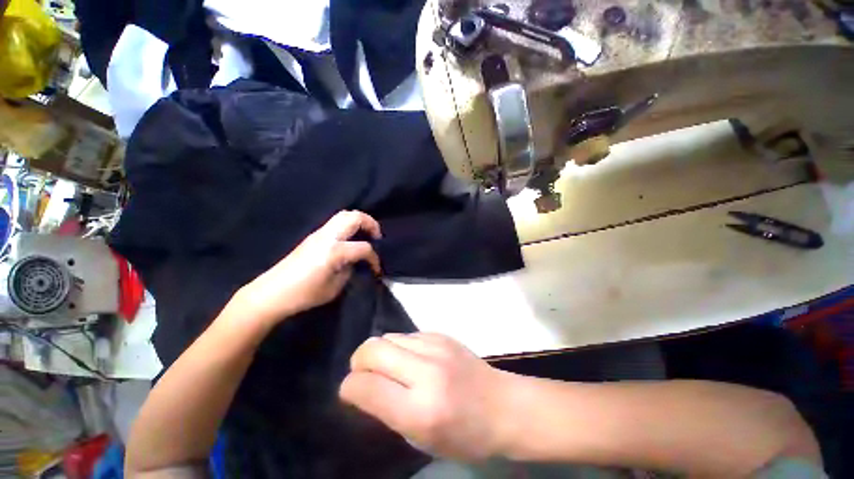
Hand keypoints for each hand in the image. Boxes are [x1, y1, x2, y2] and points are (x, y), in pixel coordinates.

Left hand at [238, 211, 382, 324]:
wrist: (272, 293)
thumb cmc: (305, 294)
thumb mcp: (335, 287)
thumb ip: (350, 269)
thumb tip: (355, 261)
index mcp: (334, 251)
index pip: (364, 248)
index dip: (374, 258)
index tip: (376, 269)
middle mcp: (327, 237)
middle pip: (354, 217)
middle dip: (371, 224)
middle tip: (377, 237)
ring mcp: (319, 233)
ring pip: (344, 215)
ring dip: (359, 222)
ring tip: (365, 235)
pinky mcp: (313, 236)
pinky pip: (336, 223)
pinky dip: (349, 226)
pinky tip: (350, 239)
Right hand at [340, 333, 511, 460]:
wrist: (503, 405)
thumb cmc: (465, 435)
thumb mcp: (421, 439)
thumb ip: (387, 411)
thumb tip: (363, 387)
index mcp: (420, 410)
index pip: (365, 386)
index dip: (349, 388)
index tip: (351, 393)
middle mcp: (426, 371)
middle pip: (372, 349)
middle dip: (358, 362)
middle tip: (364, 375)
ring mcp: (436, 346)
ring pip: (388, 337)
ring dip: (381, 352)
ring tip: (391, 368)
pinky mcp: (442, 334)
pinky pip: (407, 335)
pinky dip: (401, 347)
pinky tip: (412, 360)